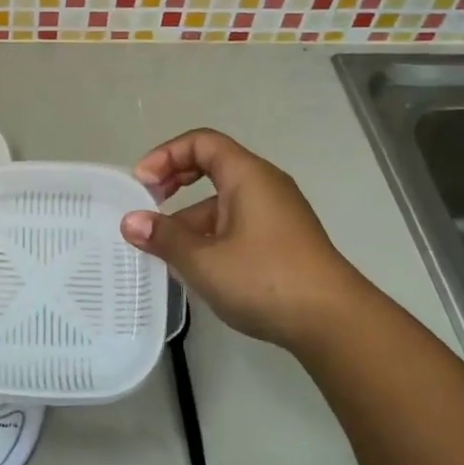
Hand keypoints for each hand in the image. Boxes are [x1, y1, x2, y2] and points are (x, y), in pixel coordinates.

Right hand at [122, 129, 360, 353]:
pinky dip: (210, 235)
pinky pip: (236, 224)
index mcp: (247, 176)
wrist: (333, 321)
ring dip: (189, 217)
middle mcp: (264, 186)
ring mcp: (276, 214)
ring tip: (163, 250)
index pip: (202, 143)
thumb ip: (164, 237)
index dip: (166, 155)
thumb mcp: (203, 260)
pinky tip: (195, 267)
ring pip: (222, 202)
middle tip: (148, 205)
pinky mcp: (282, 241)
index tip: (142, 184)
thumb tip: (131, 222)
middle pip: (212, 166)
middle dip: (175, 181)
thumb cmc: (264, 279)